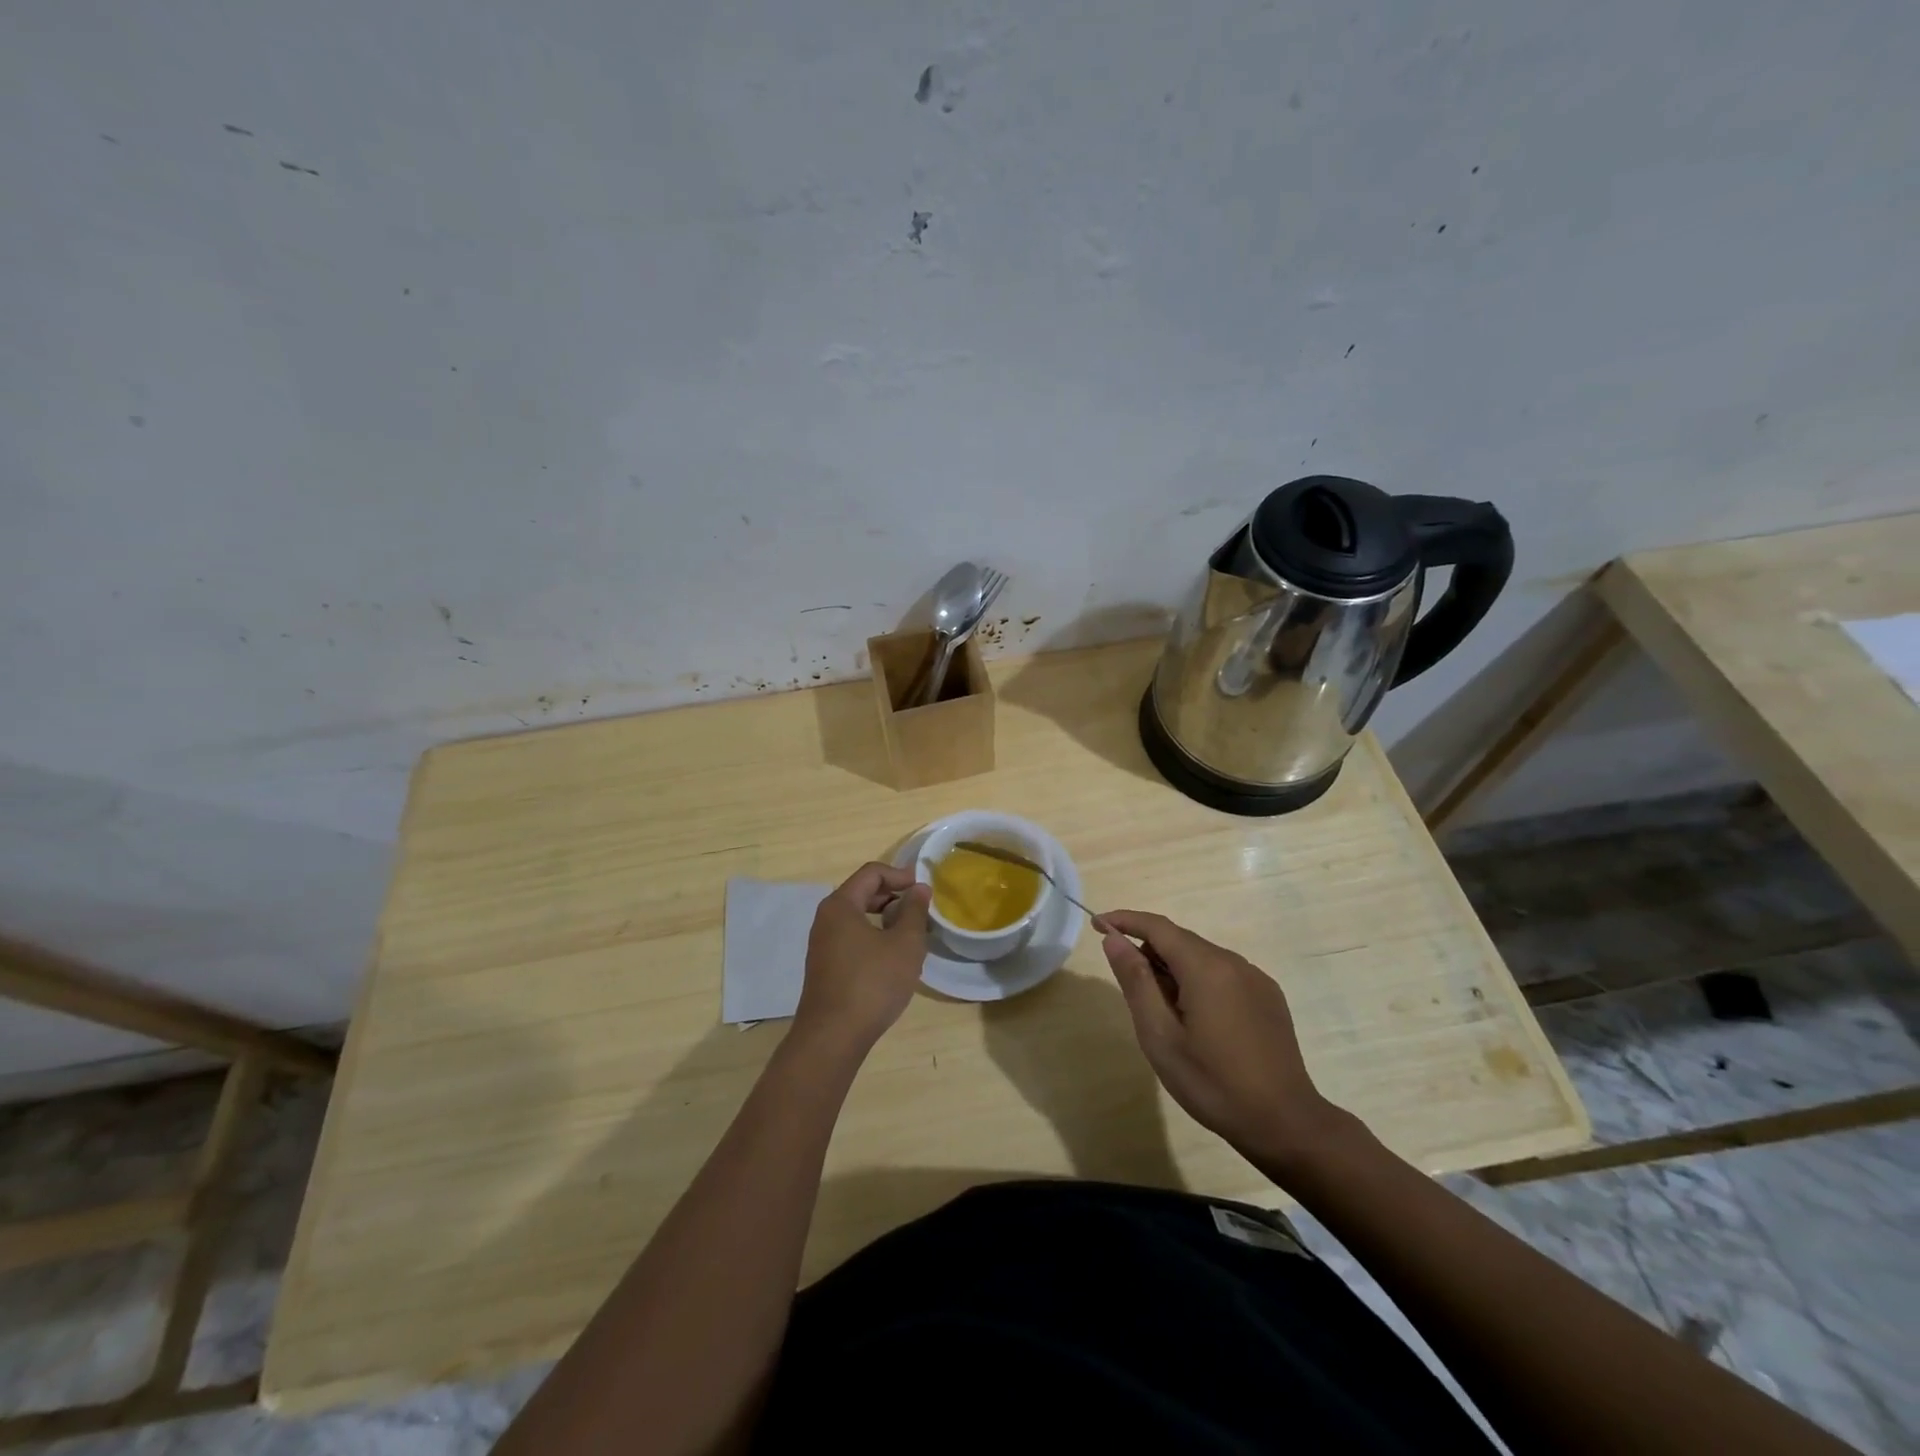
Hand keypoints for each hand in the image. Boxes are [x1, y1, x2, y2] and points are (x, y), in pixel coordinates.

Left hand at [794, 862, 931, 1053]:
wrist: (833, 1037)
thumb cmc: (872, 983)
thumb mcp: (905, 944)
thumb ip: (915, 911)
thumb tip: (919, 888)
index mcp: (840, 905)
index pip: (872, 873)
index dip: (900, 875)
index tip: (924, 889)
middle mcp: (826, 919)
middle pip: (862, 892)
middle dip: (894, 896)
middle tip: (921, 911)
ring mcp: (822, 944)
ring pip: (858, 917)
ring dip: (885, 919)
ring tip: (911, 935)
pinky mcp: (825, 966)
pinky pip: (852, 937)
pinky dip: (874, 937)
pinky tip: (893, 958)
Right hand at [1097, 909, 1338, 1168]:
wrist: (1284, 1123)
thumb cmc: (1212, 1082)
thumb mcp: (1160, 1036)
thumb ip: (1135, 981)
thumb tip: (1114, 939)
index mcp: (1206, 967)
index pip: (1158, 926)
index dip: (1125, 920)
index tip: (1097, 923)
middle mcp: (1233, 962)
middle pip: (1180, 941)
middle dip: (1149, 951)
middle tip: (1129, 988)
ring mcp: (1255, 979)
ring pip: (1202, 957)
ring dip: (1174, 969)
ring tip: (1163, 1013)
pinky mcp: (1268, 997)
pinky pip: (1224, 974)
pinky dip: (1199, 981)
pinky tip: (1197, 1020)